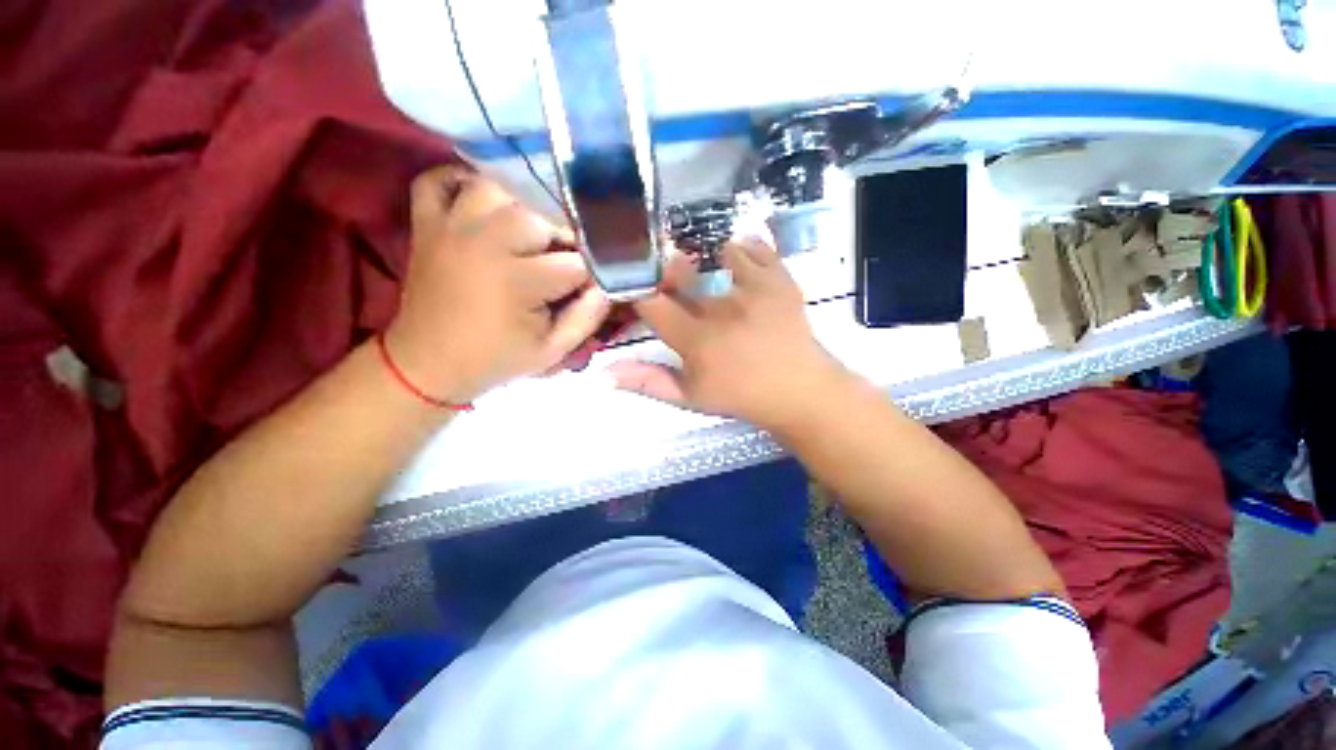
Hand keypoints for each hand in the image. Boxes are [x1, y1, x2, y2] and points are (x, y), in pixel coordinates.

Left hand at [384, 167, 609, 402]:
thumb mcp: (552, 351)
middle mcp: (484, 243)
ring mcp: (450, 228)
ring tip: (527, 236)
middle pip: (539, 217)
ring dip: (519, 208)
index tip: (588, 287)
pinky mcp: (425, 224)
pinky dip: (457, 182)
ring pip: (495, 189)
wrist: (429, 364)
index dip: (589, 274)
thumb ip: (586, 318)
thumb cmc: (496, 359)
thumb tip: (606, 286)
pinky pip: (436, 180)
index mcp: (517, 281)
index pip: (574, 262)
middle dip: (560, 239)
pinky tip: (481, 204)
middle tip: (559, 263)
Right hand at [610, 238, 851, 430]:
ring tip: (714, 273)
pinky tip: (741, 262)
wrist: (798, 391)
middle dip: (670, 269)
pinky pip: (756, 246)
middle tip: (676, 278)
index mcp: (696, 340)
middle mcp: (721, 309)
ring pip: (718, 251)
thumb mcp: (690, 397)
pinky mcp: (780, 279)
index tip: (641, 290)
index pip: (652, 302)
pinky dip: (744, 248)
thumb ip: (648, 382)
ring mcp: (754, 290)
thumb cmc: (741, 396)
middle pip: (681, 270)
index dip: (639, 290)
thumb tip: (603, 373)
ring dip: (708, 257)